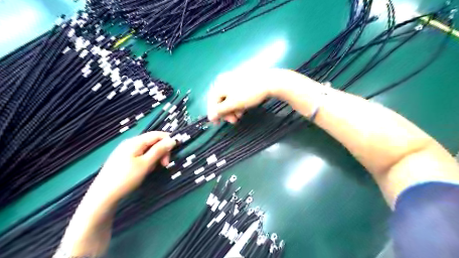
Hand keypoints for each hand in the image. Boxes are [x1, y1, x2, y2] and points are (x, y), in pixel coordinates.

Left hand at [92, 132, 175, 202]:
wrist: (103, 196)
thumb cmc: (126, 178)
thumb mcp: (146, 164)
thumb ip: (159, 150)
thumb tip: (172, 140)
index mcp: (135, 142)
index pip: (157, 134)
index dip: (168, 141)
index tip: (173, 153)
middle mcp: (130, 143)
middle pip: (152, 141)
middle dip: (161, 151)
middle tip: (164, 165)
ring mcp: (125, 151)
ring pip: (147, 149)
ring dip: (154, 157)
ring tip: (152, 169)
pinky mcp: (123, 159)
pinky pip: (140, 155)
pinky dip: (147, 161)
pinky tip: (144, 170)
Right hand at [207, 69, 279, 123]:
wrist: (269, 81)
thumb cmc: (249, 93)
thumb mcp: (233, 104)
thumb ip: (220, 111)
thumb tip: (211, 117)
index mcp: (219, 84)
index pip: (212, 102)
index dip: (214, 114)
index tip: (217, 124)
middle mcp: (224, 80)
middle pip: (220, 100)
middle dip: (226, 112)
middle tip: (233, 121)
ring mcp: (233, 79)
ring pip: (229, 98)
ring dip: (232, 109)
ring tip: (240, 116)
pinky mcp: (242, 81)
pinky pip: (235, 94)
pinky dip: (238, 103)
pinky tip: (243, 109)